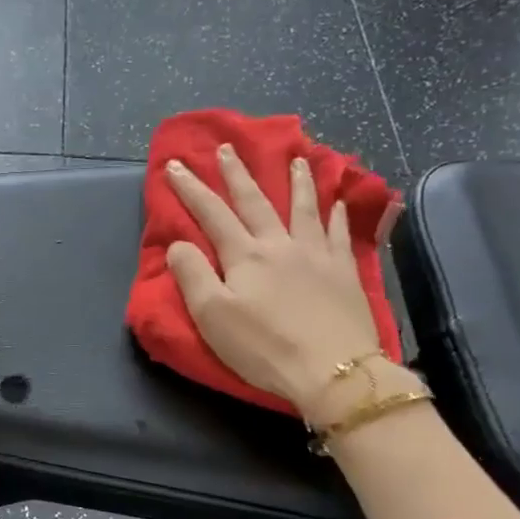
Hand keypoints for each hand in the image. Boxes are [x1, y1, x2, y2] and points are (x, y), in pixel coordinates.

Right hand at [165, 144, 397, 420]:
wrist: (332, 369)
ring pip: (304, 208)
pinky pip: (339, 233)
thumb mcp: (212, 316)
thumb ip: (192, 275)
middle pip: (255, 202)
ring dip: (296, 181)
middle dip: (237, 174)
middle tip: (228, 149)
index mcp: (245, 256)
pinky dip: (336, 213)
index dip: (191, 189)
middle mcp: (280, 244)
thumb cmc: (264, 347)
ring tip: (296, 158)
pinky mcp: (344, 272)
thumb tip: (178, 243)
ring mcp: (317, 255)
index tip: (175, 165)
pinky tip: (337, 202)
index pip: (212, 214)